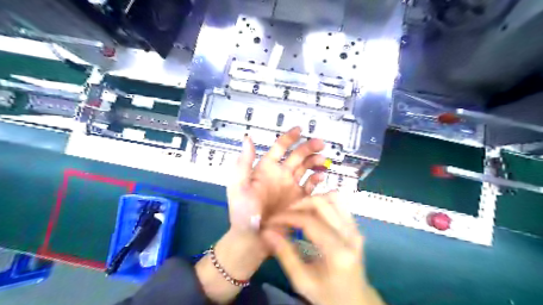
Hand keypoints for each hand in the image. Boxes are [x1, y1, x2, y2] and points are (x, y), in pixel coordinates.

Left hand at [196, 127, 327, 302]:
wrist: (252, 239)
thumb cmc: (242, 211)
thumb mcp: (238, 186)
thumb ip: (244, 163)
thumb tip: (248, 137)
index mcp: (266, 168)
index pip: (279, 148)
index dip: (289, 137)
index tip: (299, 129)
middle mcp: (281, 174)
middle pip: (297, 156)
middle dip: (308, 147)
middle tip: (320, 144)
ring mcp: (291, 187)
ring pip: (306, 168)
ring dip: (315, 162)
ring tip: (322, 160)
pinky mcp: (299, 199)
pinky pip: (310, 186)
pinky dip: (316, 180)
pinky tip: (320, 177)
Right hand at [261, 193, 383, 303]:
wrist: (356, 301)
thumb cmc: (328, 295)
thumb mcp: (302, 281)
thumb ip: (284, 254)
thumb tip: (266, 232)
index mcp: (338, 252)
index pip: (309, 221)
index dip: (287, 217)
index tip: (271, 221)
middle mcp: (350, 235)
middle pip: (322, 202)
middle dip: (298, 204)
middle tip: (284, 215)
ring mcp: (356, 228)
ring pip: (333, 197)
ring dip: (312, 200)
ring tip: (297, 212)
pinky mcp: (356, 226)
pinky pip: (338, 204)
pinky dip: (322, 203)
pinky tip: (311, 214)